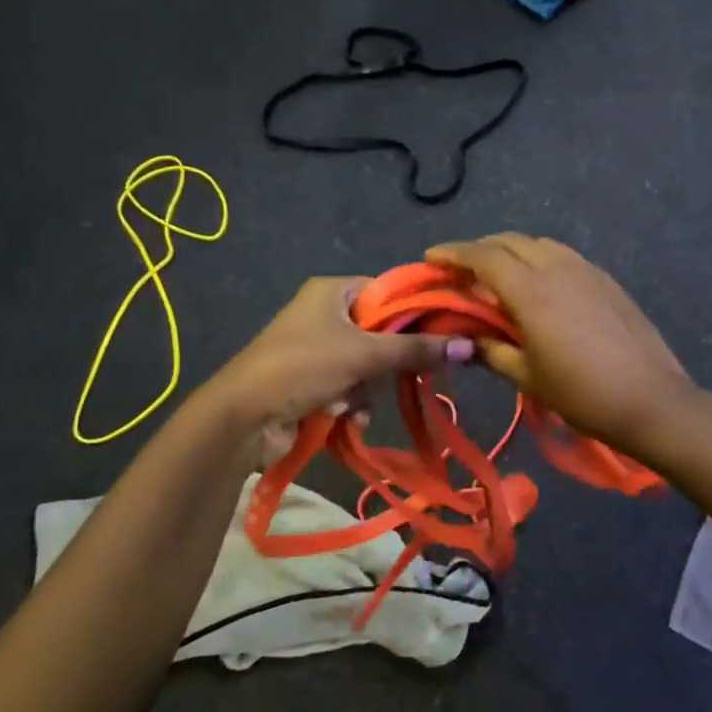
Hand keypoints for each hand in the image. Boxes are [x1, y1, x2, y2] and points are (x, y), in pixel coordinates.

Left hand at [213, 276, 473, 432]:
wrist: (241, 418)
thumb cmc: (303, 367)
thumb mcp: (364, 354)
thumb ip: (416, 349)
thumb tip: (470, 345)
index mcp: (332, 291)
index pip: (388, 292)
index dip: (414, 313)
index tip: (442, 335)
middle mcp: (324, 314)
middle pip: (380, 333)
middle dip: (385, 364)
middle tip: (402, 376)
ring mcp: (316, 349)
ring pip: (367, 366)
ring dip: (365, 390)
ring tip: (351, 404)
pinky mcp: (310, 381)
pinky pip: (349, 387)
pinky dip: (350, 404)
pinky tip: (342, 420)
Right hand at [426, 234, 695, 452]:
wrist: (652, 400)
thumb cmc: (583, 394)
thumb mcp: (528, 376)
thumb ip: (491, 350)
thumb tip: (465, 339)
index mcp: (533, 291)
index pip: (484, 258)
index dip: (454, 254)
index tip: (431, 258)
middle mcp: (558, 268)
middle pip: (510, 242)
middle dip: (480, 249)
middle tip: (460, 270)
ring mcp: (586, 270)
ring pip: (539, 244)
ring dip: (511, 251)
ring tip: (497, 275)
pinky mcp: (606, 279)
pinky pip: (563, 256)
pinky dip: (539, 259)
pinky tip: (538, 285)